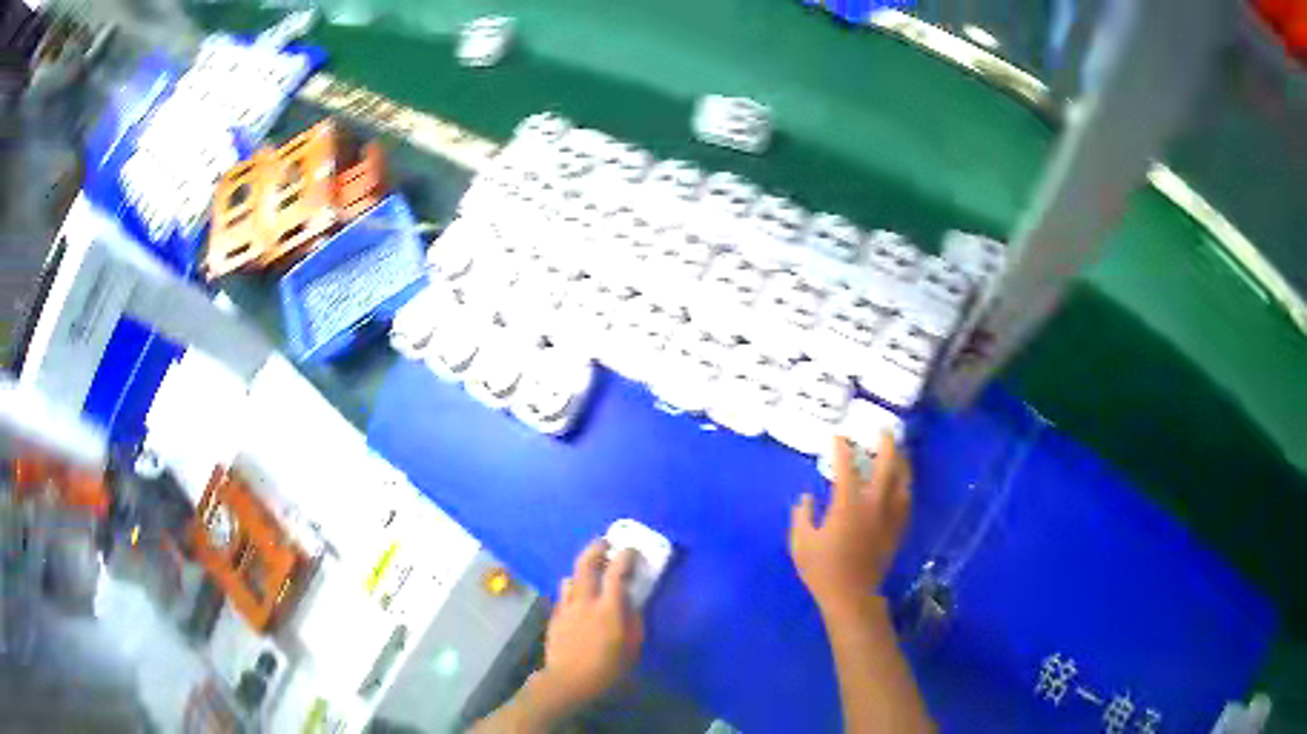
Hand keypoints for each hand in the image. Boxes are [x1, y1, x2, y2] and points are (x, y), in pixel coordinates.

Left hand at [533, 539, 644, 714]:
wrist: (568, 681)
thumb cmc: (608, 669)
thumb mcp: (632, 647)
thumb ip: (633, 620)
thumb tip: (632, 601)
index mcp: (608, 608)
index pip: (617, 572)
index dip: (625, 556)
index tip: (632, 550)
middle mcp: (585, 600)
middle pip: (586, 563)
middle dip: (596, 548)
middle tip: (606, 542)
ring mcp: (566, 606)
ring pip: (571, 576)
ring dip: (583, 568)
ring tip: (592, 569)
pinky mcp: (555, 616)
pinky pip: (564, 593)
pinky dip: (573, 587)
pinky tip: (579, 596)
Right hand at [790, 432, 911, 617]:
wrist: (852, 595)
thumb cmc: (823, 570)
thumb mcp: (801, 543)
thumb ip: (802, 516)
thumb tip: (807, 498)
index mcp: (848, 505)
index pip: (847, 467)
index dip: (842, 449)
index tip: (838, 437)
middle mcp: (873, 504)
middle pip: (886, 466)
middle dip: (885, 445)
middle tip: (882, 431)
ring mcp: (889, 516)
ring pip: (903, 480)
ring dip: (901, 461)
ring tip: (898, 451)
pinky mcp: (898, 528)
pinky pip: (907, 500)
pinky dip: (905, 485)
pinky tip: (903, 482)